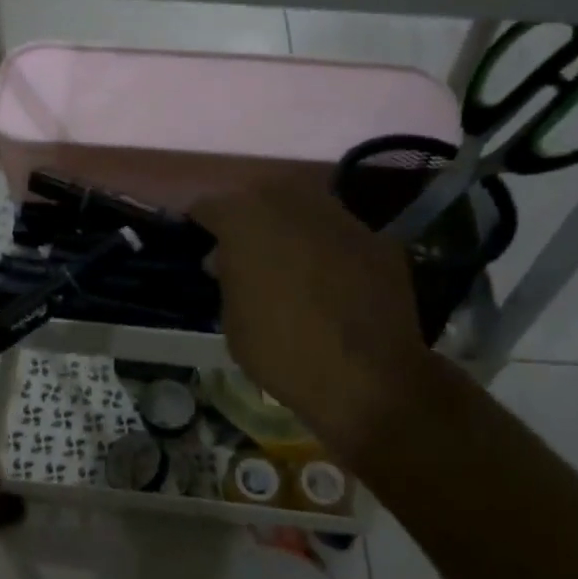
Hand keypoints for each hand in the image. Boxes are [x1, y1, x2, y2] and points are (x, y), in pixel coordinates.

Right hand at [192, 182, 440, 467]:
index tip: (200, 243)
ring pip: (304, 210)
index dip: (202, 225)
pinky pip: (340, 235)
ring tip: (290, 263)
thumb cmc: (283, 352)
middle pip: (259, 198)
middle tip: (245, 252)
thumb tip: (227, 260)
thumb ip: (228, 278)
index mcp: (245, 219)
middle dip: (249, 221)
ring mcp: (340, 217)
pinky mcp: (377, 239)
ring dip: (291, 230)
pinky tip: (333, 281)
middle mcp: (292, 204)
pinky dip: (331, 250)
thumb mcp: (233, 321)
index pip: (209, 205)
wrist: (368, 380)